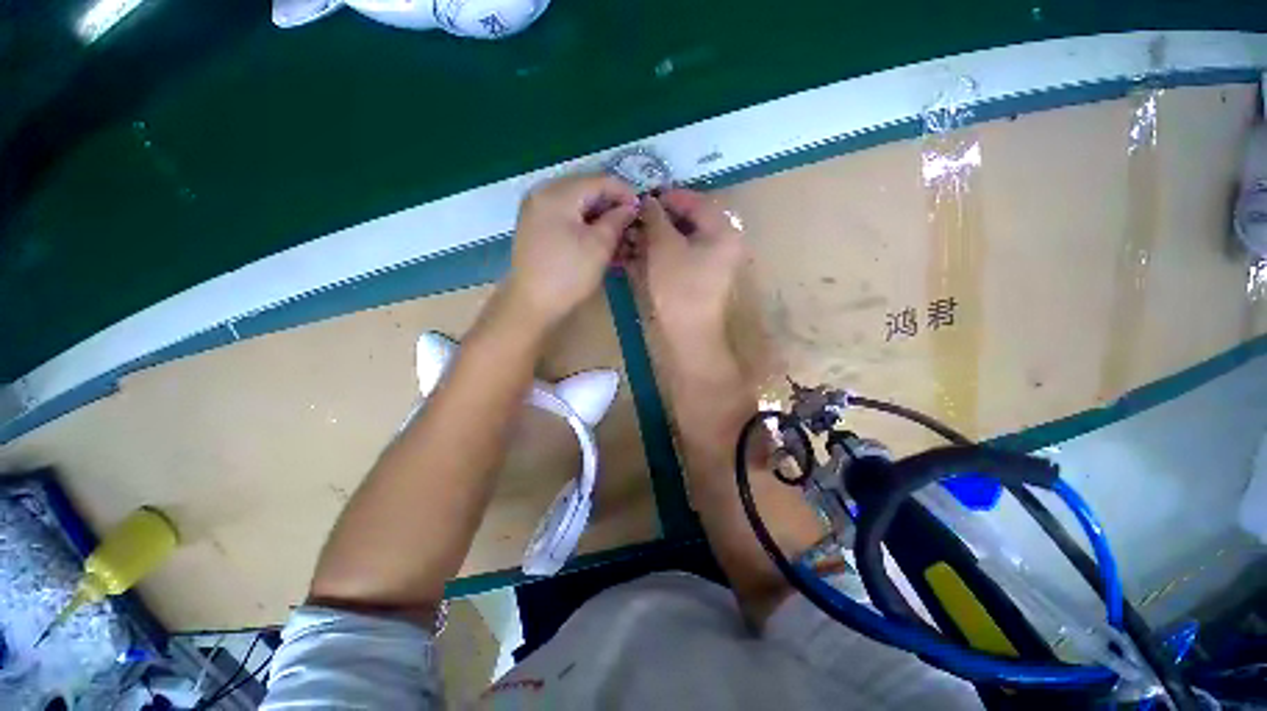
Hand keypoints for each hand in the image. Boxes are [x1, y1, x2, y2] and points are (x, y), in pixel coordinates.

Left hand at [503, 174, 638, 328]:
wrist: (532, 304)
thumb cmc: (569, 275)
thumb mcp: (599, 246)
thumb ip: (617, 220)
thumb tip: (630, 207)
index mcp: (557, 194)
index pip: (598, 180)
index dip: (624, 191)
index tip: (641, 207)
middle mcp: (542, 194)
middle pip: (585, 189)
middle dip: (611, 203)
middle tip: (630, 221)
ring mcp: (535, 210)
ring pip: (575, 203)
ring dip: (598, 215)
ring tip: (617, 233)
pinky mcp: (534, 227)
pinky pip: (564, 216)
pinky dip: (583, 223)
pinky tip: (597, 237)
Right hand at [634, 189, 748, 346]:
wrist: (687, 332)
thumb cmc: (679, 286)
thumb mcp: (664, 246)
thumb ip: (656, 218)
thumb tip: (648, 201)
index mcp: (723, 231)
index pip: (696, 202)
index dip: (669, 196)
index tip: (645, 195)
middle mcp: (724, 243)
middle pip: (691, 221)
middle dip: (661, 218)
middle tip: (638, 216)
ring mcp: (714, 262)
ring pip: (685, 239)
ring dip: (660, 235)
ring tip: (636, 234)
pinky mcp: (701, 277)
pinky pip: (683, 256)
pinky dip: (664, 251)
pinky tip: (644, 251)